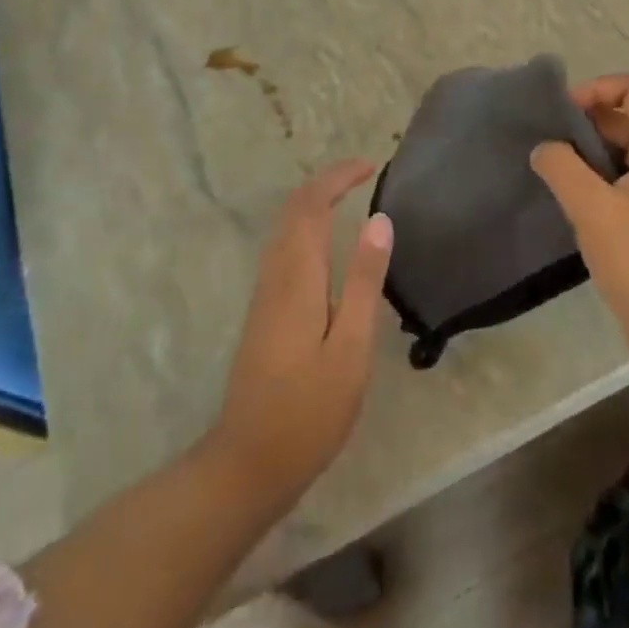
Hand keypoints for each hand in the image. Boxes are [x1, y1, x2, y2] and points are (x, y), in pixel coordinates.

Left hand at [210, 160, 392, 511]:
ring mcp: (265, 294)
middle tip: (364, 174)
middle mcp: (275, 275)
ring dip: (314, 202)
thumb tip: (380, 220)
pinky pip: (283, 249)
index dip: (337, 177)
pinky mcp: (264, 312)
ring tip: (350, 197)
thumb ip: (363, 280)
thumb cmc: (309, 409)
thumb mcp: (349, 346)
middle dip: (325, 183)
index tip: (370, 165)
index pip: (310, 205)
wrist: (248, 463)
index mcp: (297, 277)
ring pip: (284, 228)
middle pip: (293, 210)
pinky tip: (327, 244)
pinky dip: (306, 227)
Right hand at [531, 75, 628, 383]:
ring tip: (556, 174)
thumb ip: (562, 168)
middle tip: (549, 147)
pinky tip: (576, 203)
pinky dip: (602, 180)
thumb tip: (544, 148)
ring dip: (591, 155)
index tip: (562, 114)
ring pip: (627, 153)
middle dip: (587, 124)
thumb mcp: (593, 209)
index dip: (597, 89)